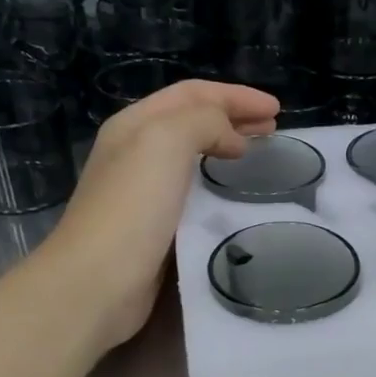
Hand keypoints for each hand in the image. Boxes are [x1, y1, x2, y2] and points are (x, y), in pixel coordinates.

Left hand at [46, 80, 278, 350]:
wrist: (98, 282)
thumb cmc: (133, 206)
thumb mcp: (166, 141)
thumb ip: (205, 122)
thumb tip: (232, 139)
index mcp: (134, 125)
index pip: (192, 94)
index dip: (236, 95)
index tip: (276, 109)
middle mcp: (134, 152)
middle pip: (191, 121)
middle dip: (234, 118)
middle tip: (274, 129)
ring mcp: (141, 192)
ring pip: (192, 156)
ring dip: (227, 149)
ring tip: (258, 156)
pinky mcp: (152, 228)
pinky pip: (193, 192)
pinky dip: (218, 184)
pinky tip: (233, 197)